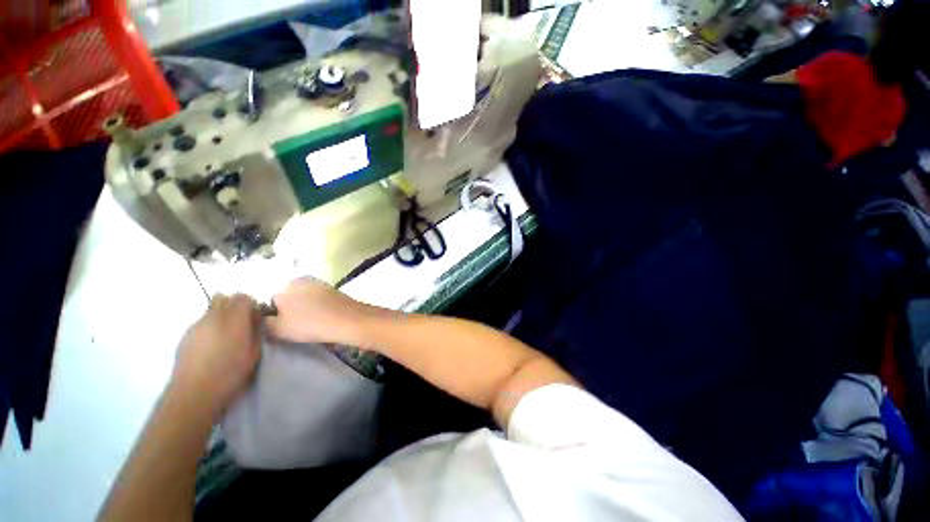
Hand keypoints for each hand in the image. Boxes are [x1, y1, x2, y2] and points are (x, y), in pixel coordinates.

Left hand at [170, 294, 260, 415]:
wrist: (194, 393)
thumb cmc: (230, 373)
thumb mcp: (254, 353)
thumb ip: (256, 331)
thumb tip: (256, 320)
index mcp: (233, 319)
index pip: (243, 297)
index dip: (252, 305)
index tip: (256, 318)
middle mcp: (213, 317)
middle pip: (225, 298)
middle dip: (236, 306)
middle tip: (243, 323)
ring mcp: (196, 325)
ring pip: (212, 308)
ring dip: (223, 315)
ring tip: (227, 335)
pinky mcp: (186, 335)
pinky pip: (202, 321)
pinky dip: (211, 325)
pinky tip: (213, 343)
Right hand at [267, 277, 370, 344]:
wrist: (348, 320)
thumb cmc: (309, 324)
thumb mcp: (278, 328)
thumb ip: (265, 322)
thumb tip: (263, 318)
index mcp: (285, 285)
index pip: (271, 301)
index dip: (274, 316)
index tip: (282, 328)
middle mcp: (302, 279)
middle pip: (289, 298)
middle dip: (290, 311)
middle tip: (296, 327)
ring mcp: (320, 283)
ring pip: (305, 299)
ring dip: (305, 310)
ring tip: (310, 325)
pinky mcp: (334, 290)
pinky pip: (319, 300)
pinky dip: (318, 308)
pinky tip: (322, 319)